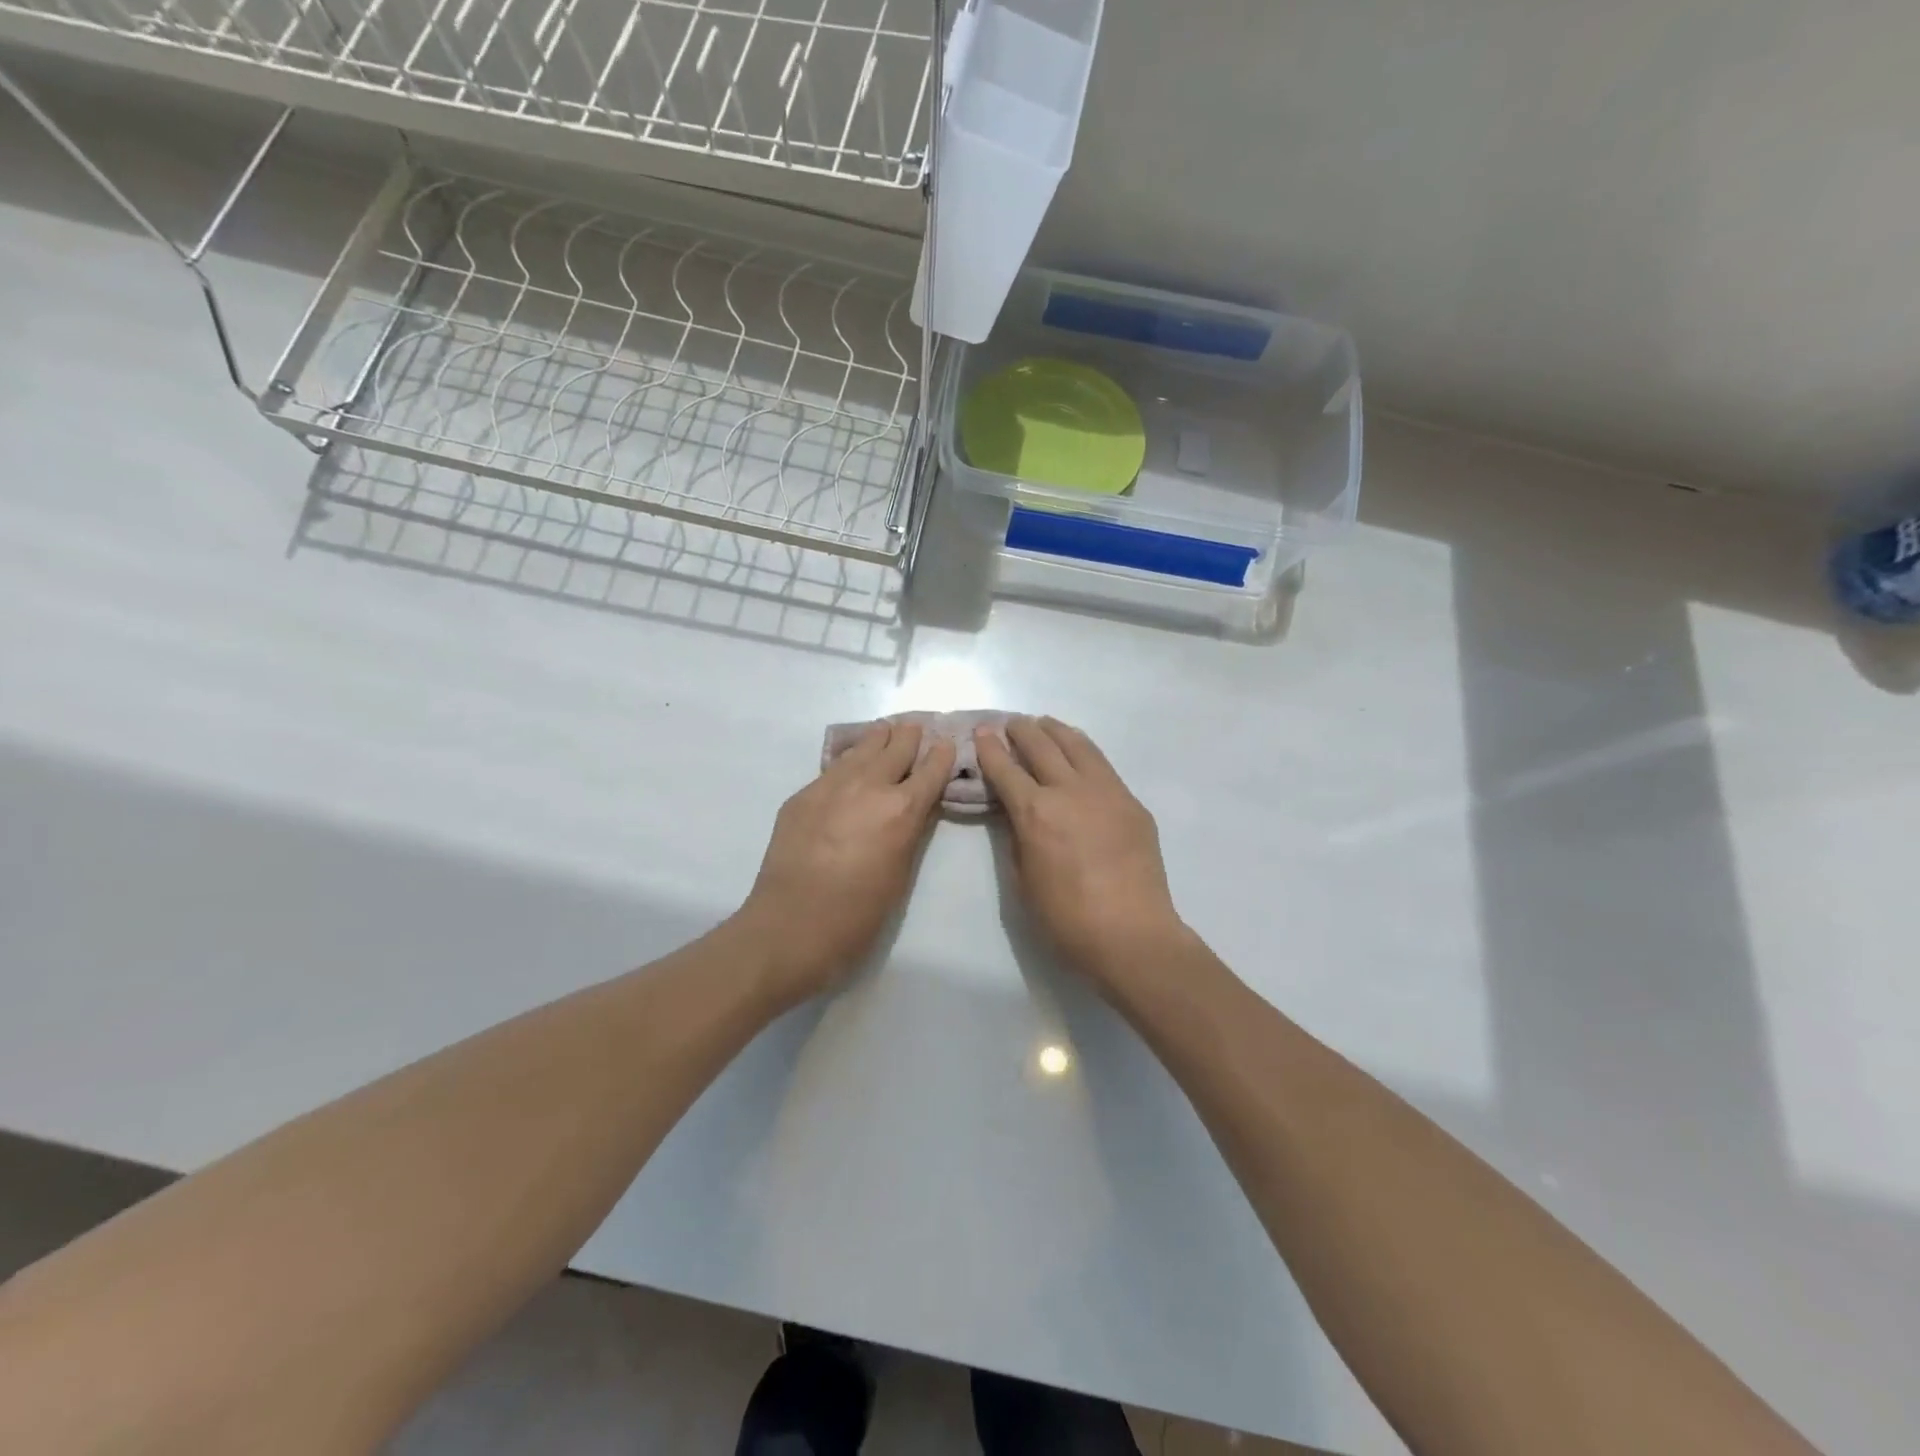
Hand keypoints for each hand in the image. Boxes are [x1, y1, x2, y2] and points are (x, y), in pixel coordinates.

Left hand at [737, 722, 954, 1001]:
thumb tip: (916, 808)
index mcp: (901, 810)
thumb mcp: (900, 874)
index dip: (942, 755)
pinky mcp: (803, 795)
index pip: (930, 770)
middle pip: (896, 748)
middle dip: (910, 737)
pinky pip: (833, 767)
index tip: (948, 743)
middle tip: (917, 726)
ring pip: (861, 749)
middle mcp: (869, 787)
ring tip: (887, 730)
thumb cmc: (858, 915)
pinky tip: (851, 760)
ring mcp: (831, 786)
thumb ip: (911, 832)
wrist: (790, 927)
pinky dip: (849, 759)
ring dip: (879, 739)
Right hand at [974, 717, 1185, 990]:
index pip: (1005, 769)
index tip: (982, 733)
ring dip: (1055, 731)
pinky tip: (1079, 753)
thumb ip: (1016, 837)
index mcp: (1035, 812)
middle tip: (1011, 724)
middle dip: (1021, 731)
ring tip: (1044, 724)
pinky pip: (1102, 764)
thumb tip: (1014, 812)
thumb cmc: (1065, 918)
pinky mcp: (1131, 801)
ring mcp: (1105, 791)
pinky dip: (1083, 750)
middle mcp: (1069, 790)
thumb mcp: (1023, 879)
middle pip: (1041, 746)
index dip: (989, 749)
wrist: (1131, 933)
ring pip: (1077, 745)